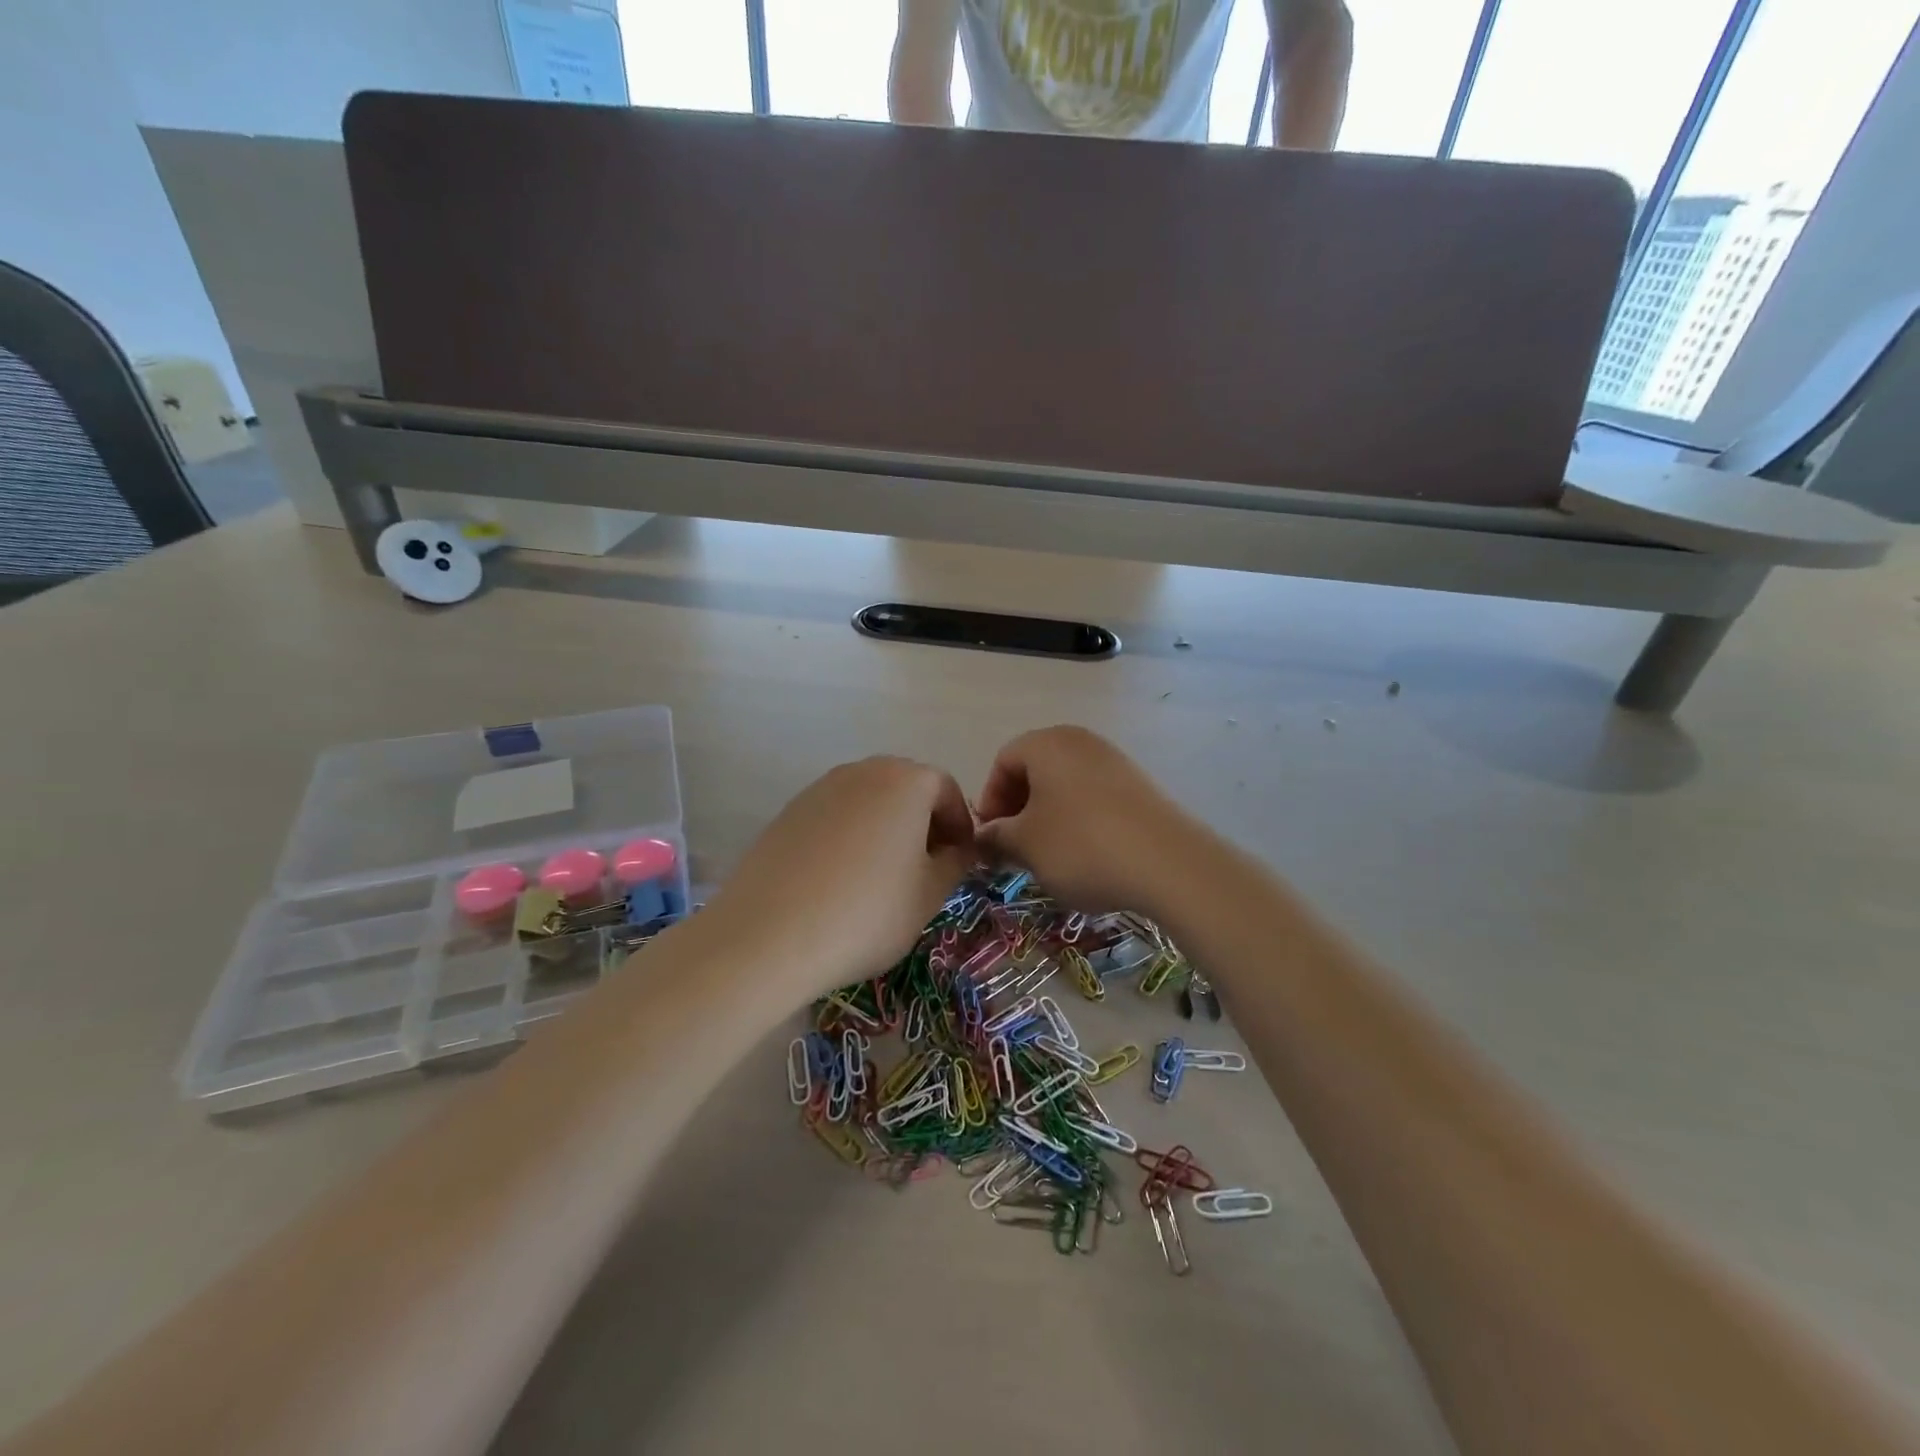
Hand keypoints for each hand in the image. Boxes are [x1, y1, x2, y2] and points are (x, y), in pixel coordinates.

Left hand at [700, 756, 975, 1000]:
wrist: (769, 934)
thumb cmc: (867, 912)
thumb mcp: (929, 895)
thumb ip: (955, 863)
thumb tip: (956, 851)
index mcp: (906, 781)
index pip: (946, 790)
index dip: (961, 825)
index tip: (960, 861)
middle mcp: (863, 771)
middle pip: (906, 788)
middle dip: (923, 823)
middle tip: (926, 868)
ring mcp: (820, 788)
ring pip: (868, 801)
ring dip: (885, 829)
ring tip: (883, 877)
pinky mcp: (788, 812)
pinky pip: (835, 816)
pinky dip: (849, 838)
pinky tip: (841, 880)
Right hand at [975, 726, 1196, 915]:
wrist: (1168, 864)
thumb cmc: (1080, 845)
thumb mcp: (1026, 845)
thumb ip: (997, 836)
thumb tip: (984, 835)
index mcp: (1046, 744)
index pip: (1003, 761)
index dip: (990, 799)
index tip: (992, 836)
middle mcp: (1080, 741)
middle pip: (1035, 769)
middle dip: (1018, 808)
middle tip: (1015, 847)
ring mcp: (1114, 760)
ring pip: (1065, 784)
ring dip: (1048, 816)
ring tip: (1048, 855)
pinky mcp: (1139, 785)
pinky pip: (1094, 796)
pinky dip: (1079, 819)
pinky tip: (1085, 854)